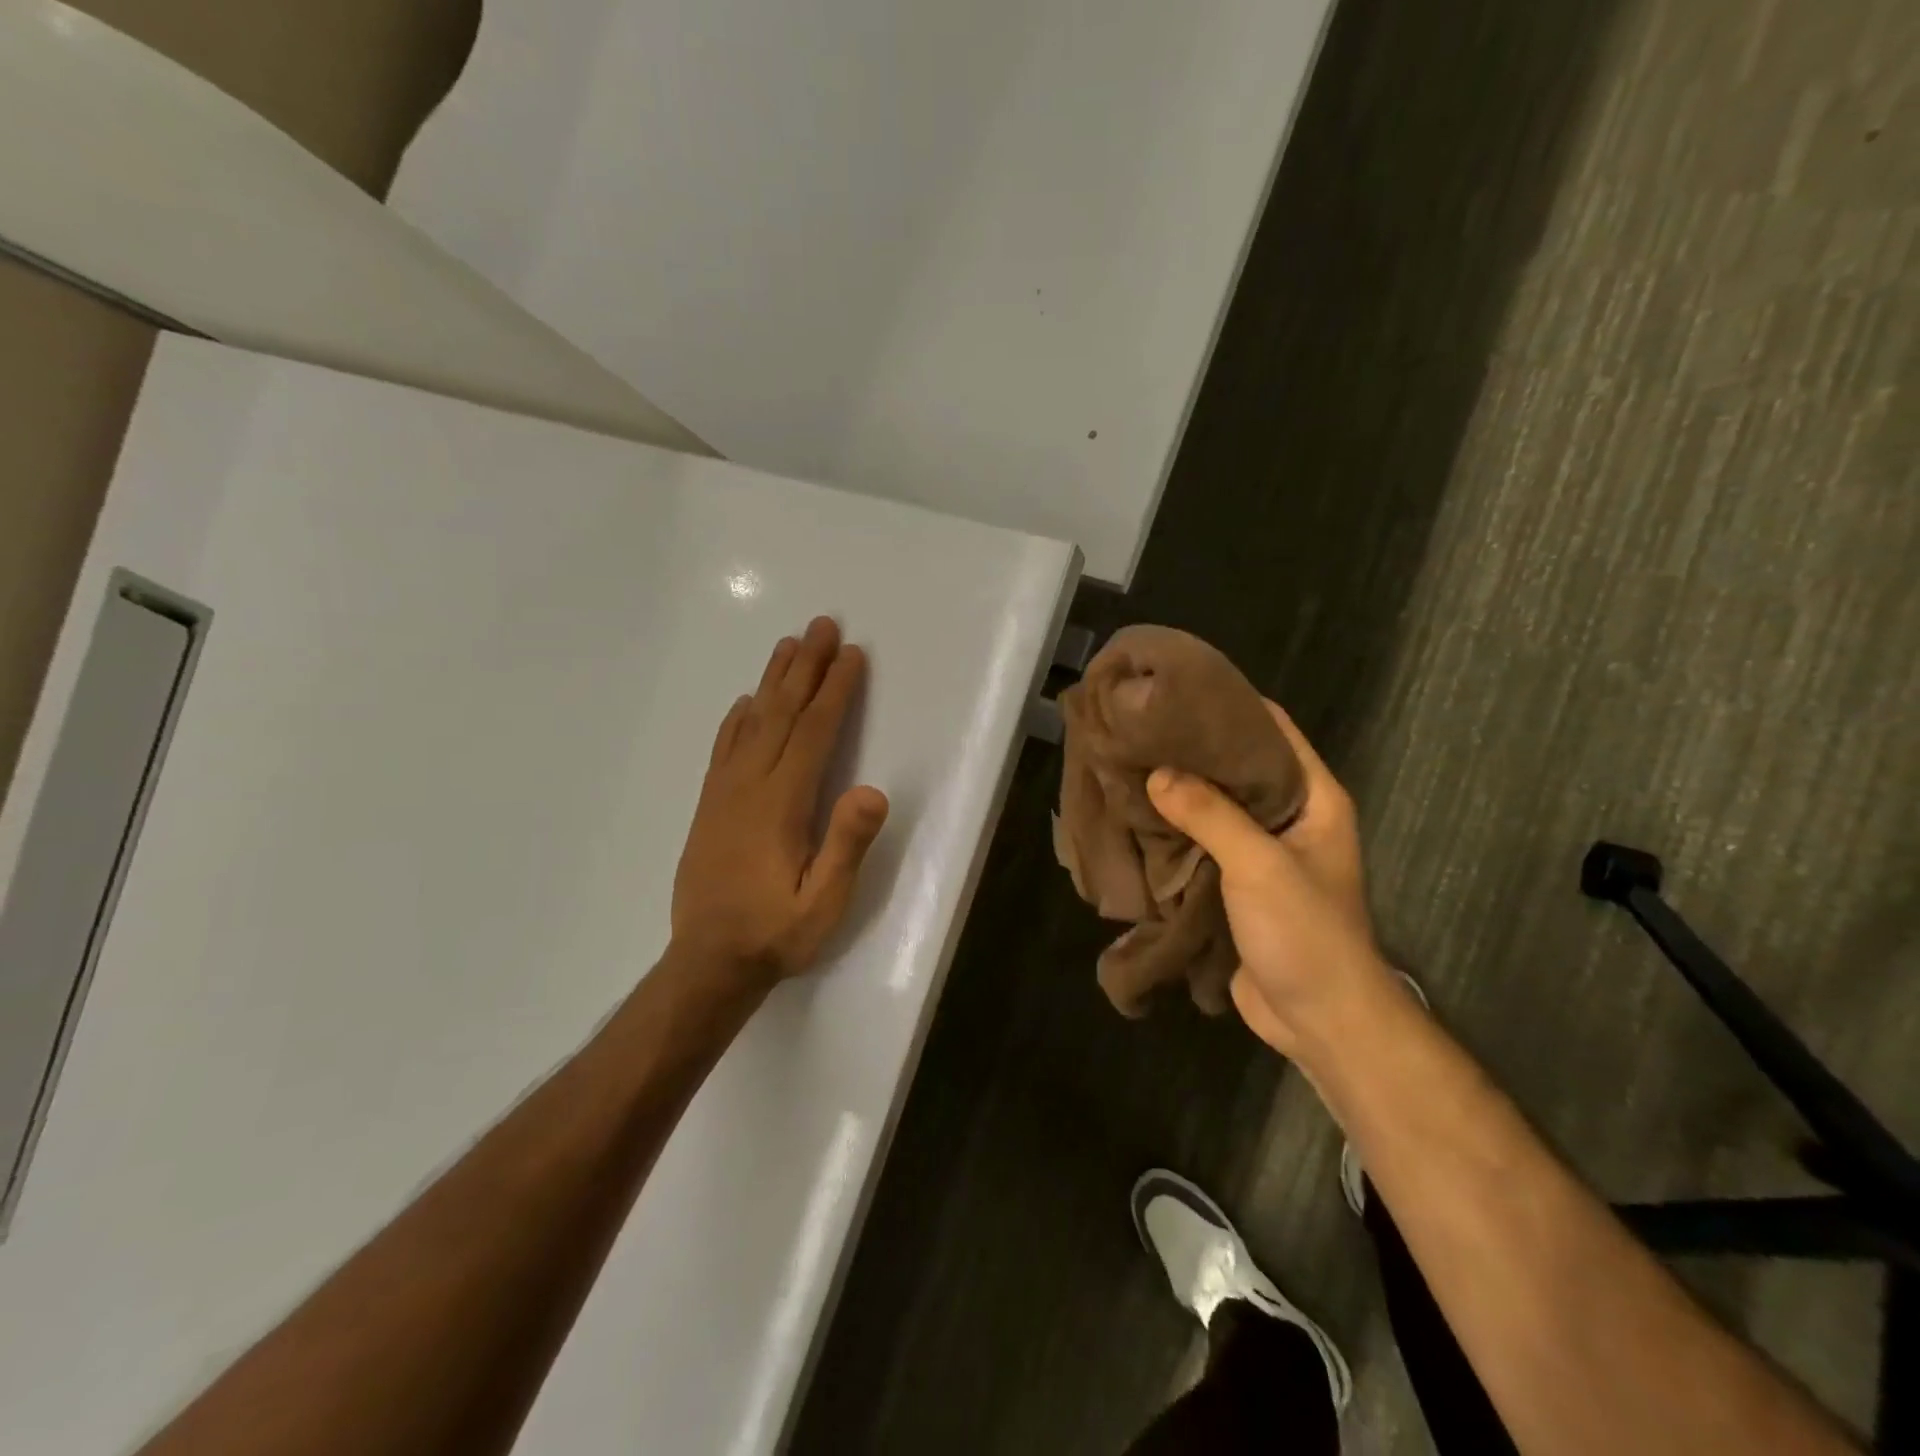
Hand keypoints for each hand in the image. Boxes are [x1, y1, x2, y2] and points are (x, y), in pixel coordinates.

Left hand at [671, 618, 889, 987]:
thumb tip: (870, 789)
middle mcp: (749, 786)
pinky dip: (737, 719)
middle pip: (781, 713)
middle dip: (805, 667)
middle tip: (821, 625)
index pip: (813, 733)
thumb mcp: (824, 902)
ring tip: (789, 645)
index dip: (835, 691)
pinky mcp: (710, 807)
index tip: (852, 655)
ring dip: (773, 681)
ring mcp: (724, 794)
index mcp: (781, 804)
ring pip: (751, 723)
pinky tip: (746, 703)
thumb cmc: (776, 933)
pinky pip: (724, 749)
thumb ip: (846, 845)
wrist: (708, 963)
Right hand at [1146, 701, 1391, 1055]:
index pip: (1271, 730)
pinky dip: (1170, 831)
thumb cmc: (1306, 933)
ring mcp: (1258, 852)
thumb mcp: (1261, 866)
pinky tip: (1132, 818)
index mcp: (1312, 798)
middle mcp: (1286, 817)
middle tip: (1136, 730)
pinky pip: (1199, 844)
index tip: (1175, 691)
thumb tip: (1156, 774)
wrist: (1320, 1022)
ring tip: (1125, 766)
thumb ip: (1211, 815)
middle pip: (1235, 767)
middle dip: (1189, 750)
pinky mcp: (1233, 883)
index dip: (1228, 706)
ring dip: (1174, 792)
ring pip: (1211, 806)